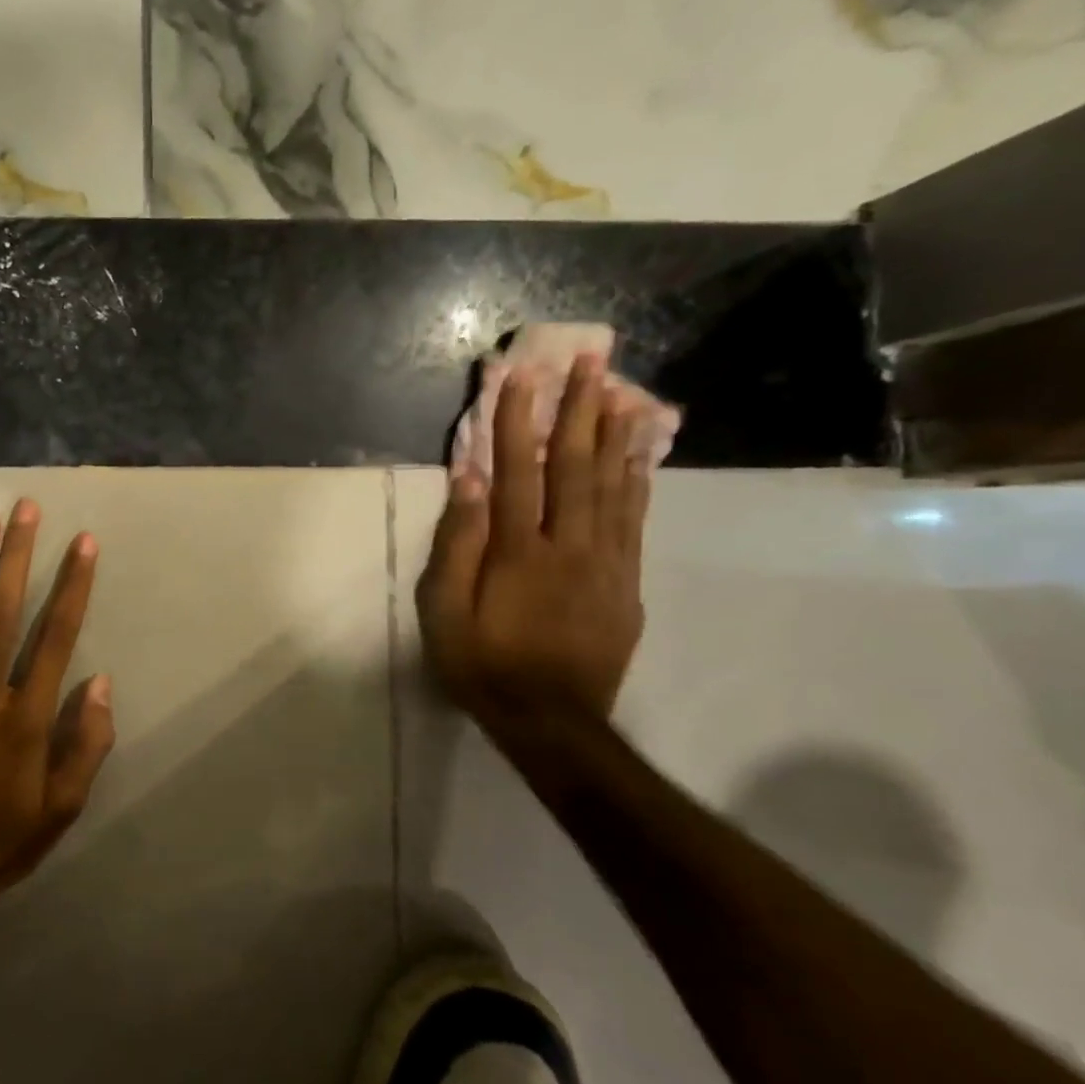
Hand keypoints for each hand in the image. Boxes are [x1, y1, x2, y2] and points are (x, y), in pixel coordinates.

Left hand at [0, 499, 115, 935]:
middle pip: (3, 613)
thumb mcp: (64, 808)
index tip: (83, 544)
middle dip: (17, 557)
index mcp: (27, 720)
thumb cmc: (4, 840)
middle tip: (25, 509)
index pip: (55, 638)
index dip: (72, 586)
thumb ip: (87, 745)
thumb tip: (100, 683)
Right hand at [418, 353, 649, 722]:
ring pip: (614, 486)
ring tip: (622, 391)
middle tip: (592, 361)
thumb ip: (457, 545)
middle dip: (580, 409)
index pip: (517, 471)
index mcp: (519, 551)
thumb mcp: (444, 612)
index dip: (517, 421)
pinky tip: (640, 456)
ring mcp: (605, 563)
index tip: (521, 376)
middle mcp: (570, 545)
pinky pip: (634, 521)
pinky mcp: (625, 583)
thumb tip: (469, 482)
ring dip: (615, 434)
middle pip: (575, 466)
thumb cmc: (483, 665)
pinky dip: (637, 482)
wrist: (551, 722)